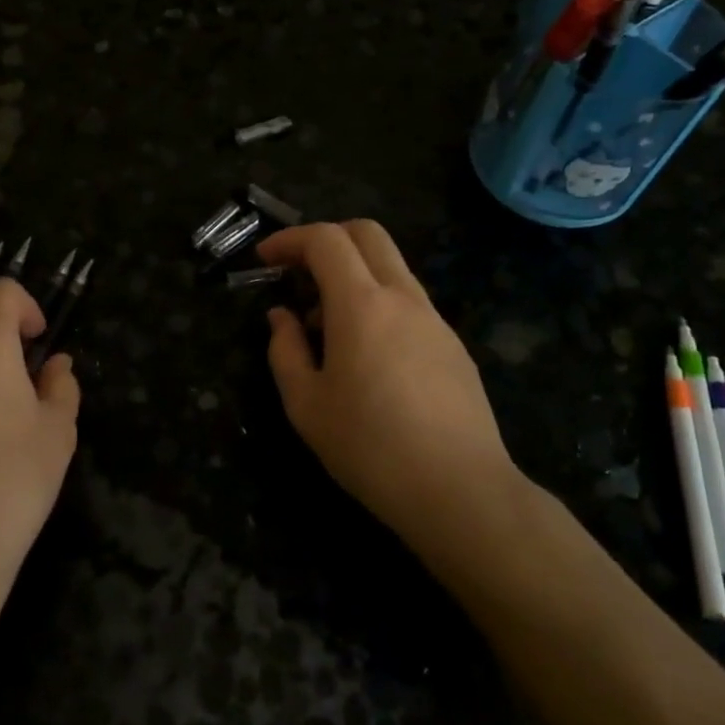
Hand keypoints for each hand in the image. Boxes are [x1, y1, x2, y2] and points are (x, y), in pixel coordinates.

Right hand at [260, 221, 523, 551]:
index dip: (289, 239)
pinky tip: (365, 354)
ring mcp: (434, 319)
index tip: (264, 259)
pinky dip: (377, 302)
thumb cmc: (370, 447)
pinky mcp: (453, 345)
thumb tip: (282, 317)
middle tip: (297, 272)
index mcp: (362, 304)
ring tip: (325, 326)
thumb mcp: (306, 405)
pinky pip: (408, 302)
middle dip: (326, 238)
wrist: (460, 491)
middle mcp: (402, 297)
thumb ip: (285, 350)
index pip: (325, 240)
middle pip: (367, 233)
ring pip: (391, 267)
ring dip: (352, 274)